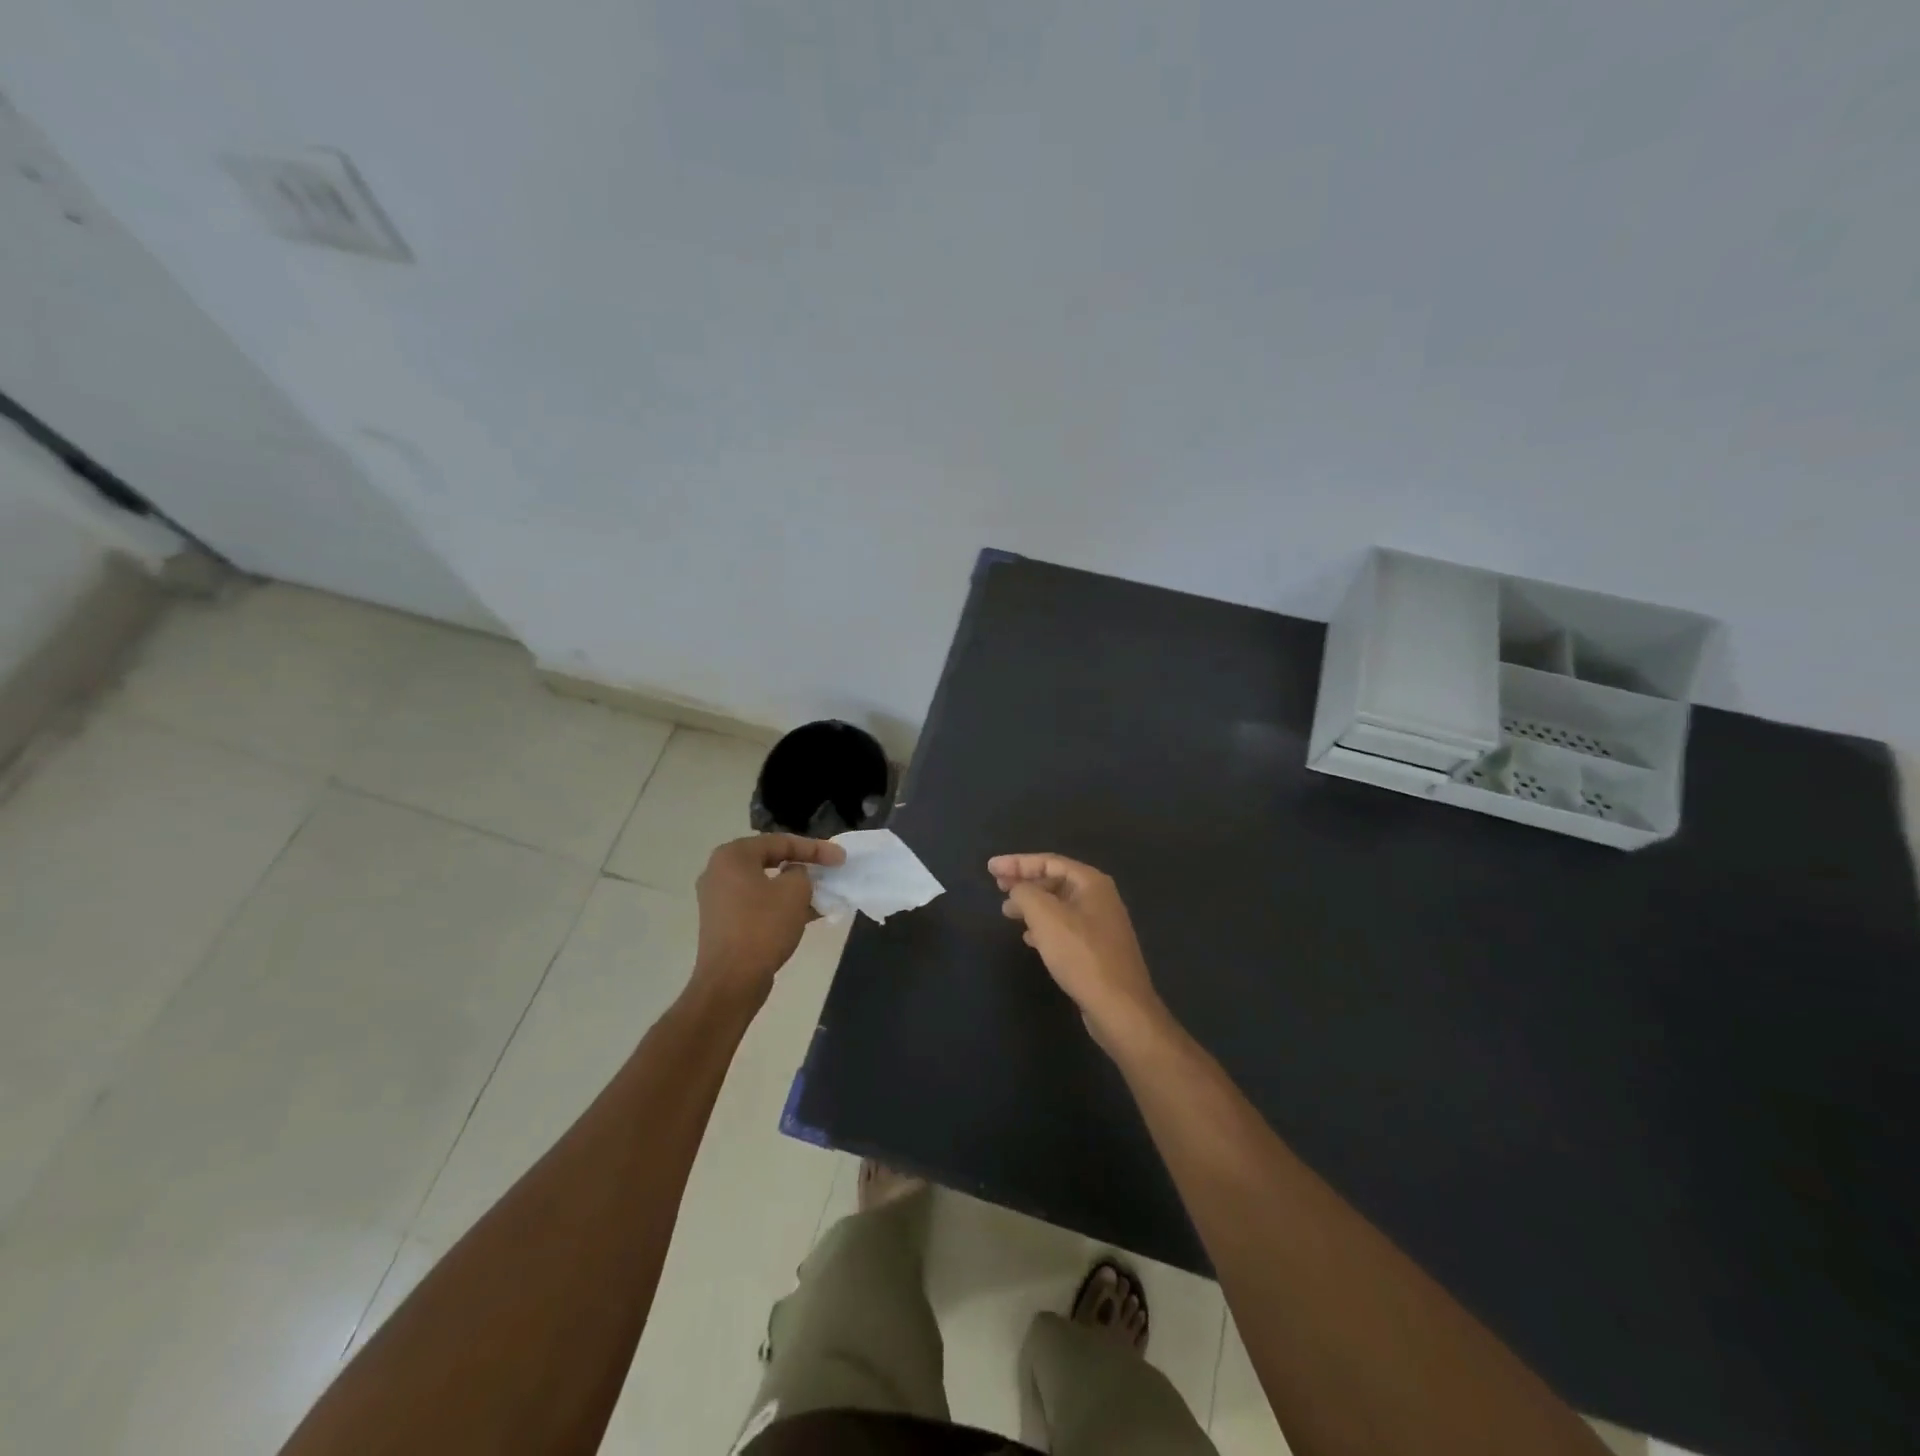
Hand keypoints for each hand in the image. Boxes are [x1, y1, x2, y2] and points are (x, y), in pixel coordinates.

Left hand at [692, 834, 844, 1005]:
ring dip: (794, 888)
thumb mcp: (794, 891)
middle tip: (829, 869)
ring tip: (823, 893)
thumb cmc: (763, 927)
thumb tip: (794, 874)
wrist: (731, 981)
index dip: (815, 848)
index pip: (780, 842)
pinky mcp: (723, 922)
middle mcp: (719, 871)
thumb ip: (801, 872)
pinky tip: (807, 913)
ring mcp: (718, 899)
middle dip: (803, 865)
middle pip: (770, 860)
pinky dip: (780, 905)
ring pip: (765, 884)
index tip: (841, 857)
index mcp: (732, 856)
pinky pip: (757, 904)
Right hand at [989, 853, 1168, 1054]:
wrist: (1120, 1007)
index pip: (1048, 861)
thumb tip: (1017, 889)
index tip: (990, 868)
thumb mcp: (1046, 917)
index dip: (1017, 862)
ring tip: (1007, 913)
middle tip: (997, 887)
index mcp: (1091, 882)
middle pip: (1055, 880)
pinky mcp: (1097, 949)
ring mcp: (1101, 924)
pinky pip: (1065, 927)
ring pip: (1059, 905)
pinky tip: (1029, 938)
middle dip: (1024, 882)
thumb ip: (1025, 893)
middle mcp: (1099, 897)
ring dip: (1032, 905)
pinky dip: (1044, 926)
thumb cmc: (1081, 954)